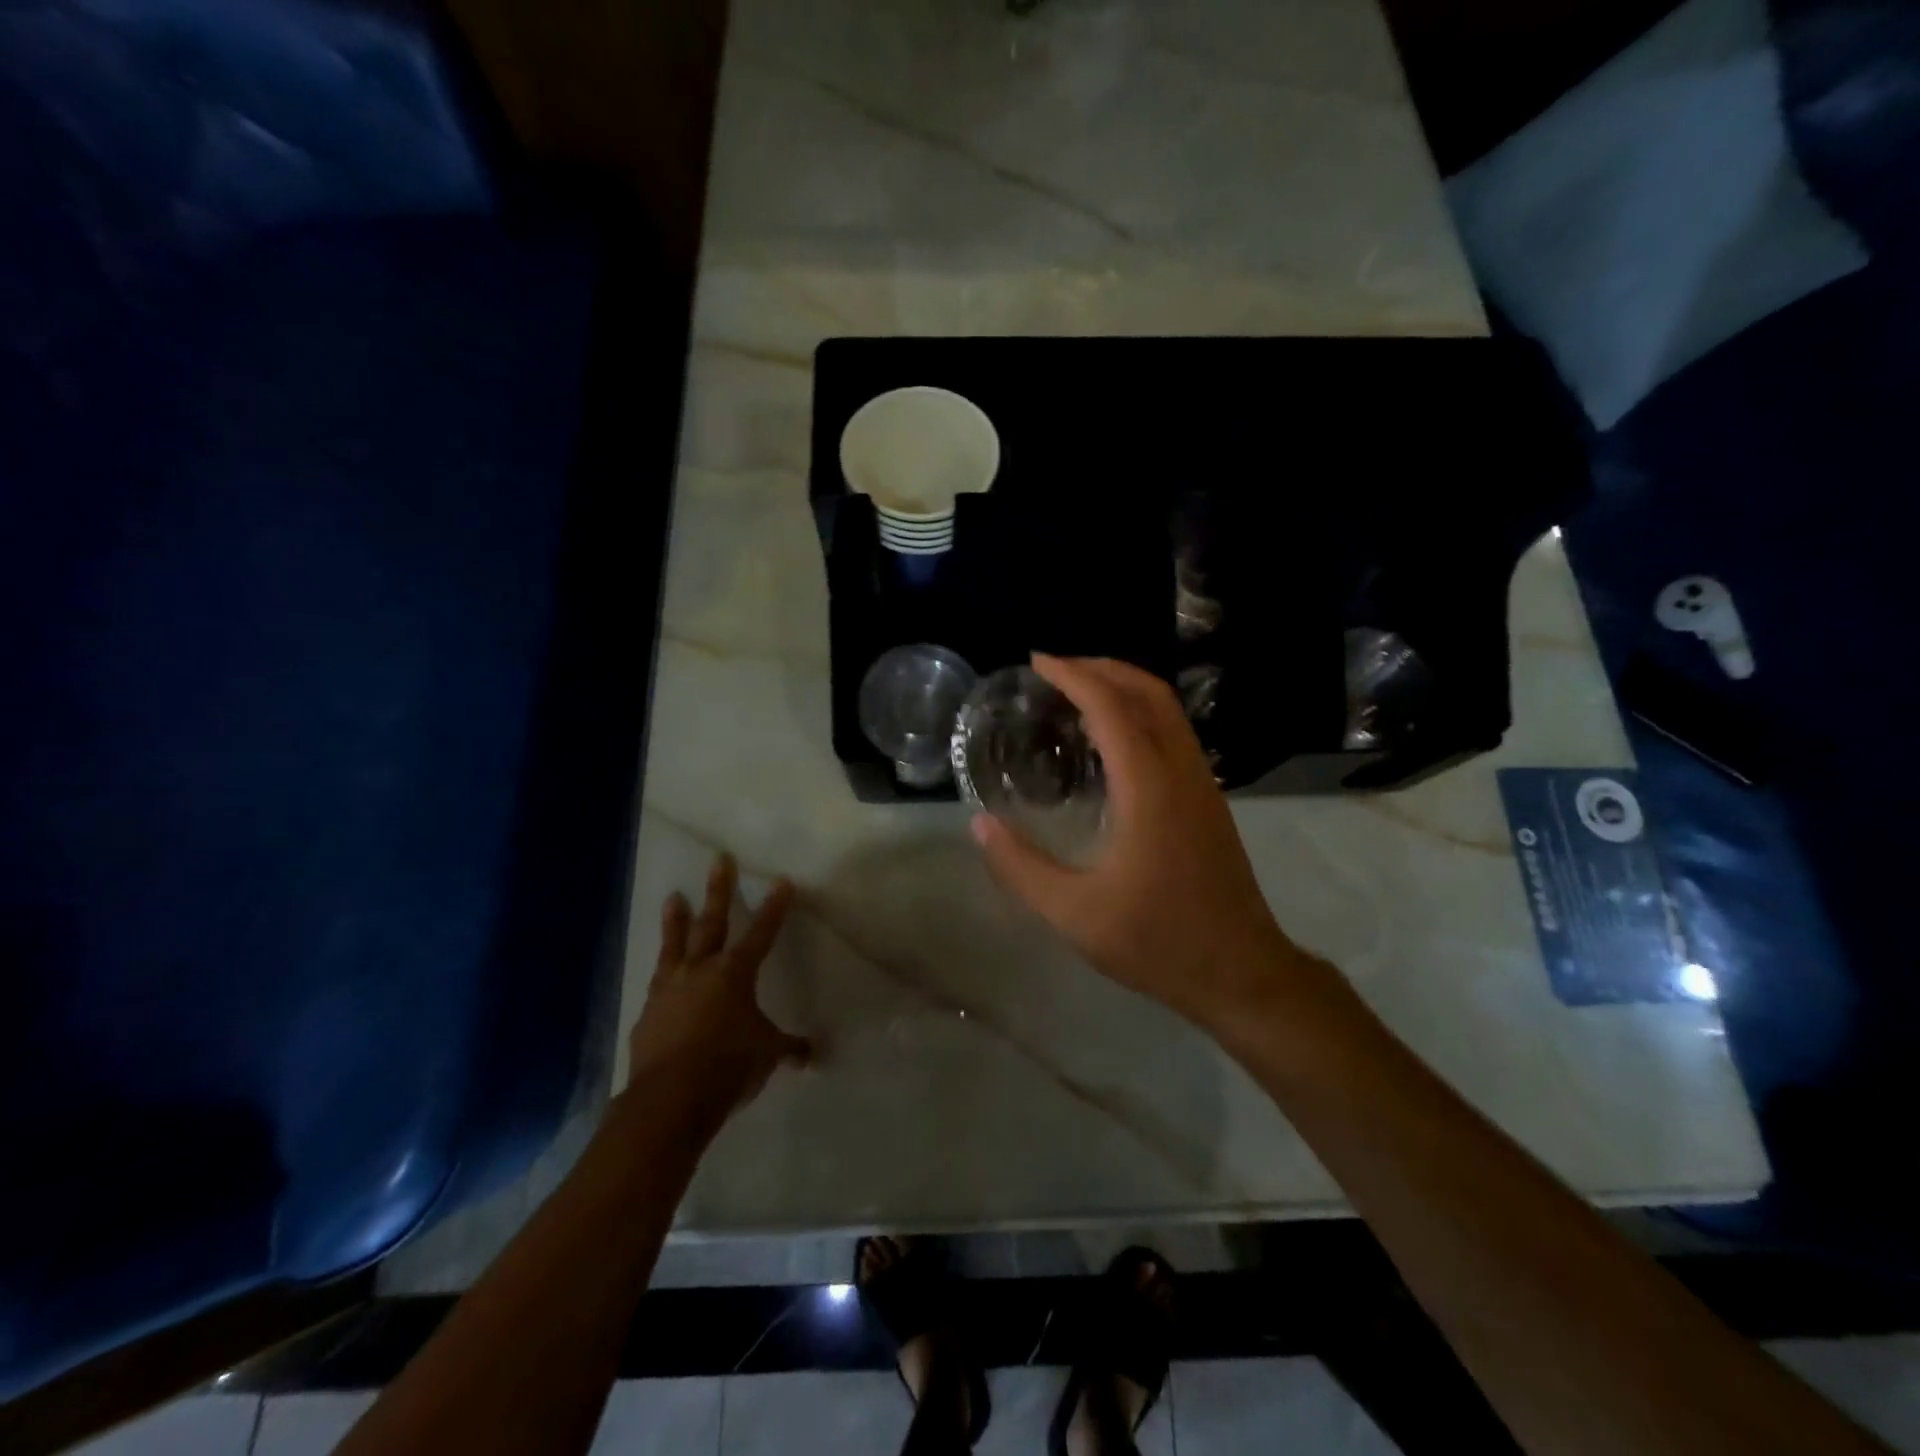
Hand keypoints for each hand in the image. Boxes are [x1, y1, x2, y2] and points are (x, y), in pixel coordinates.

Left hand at [626, 854, 810, 1134]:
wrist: (669, 1099)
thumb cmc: (728, 1067)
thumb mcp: (767, 1055)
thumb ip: (788, 1048)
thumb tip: (813, 1054)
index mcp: (735, 974)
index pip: (762, 932)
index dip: (774, 906)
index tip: (782, 881)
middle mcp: (701, 971)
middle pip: (712, 922)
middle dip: (719, 890)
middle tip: (719, 860)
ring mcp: (669, 989)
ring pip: (675, 945)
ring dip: (676, 920)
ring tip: (674, 897)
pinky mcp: (648, 1013)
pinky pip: (658, 984)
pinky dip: (663, 975)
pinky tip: (661, 977)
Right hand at [971, 655, 1323, 1032]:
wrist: (1241, 973)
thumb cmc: (1158, 942)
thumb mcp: (1075, 914)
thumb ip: (1022, 868)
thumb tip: (980, 825)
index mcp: (1149, 788)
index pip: (1111, 708)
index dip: (1074, 675)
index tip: (1037, 662)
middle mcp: (1181, 772)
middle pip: (1149, 693)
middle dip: (1102, 668)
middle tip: (1055, 670)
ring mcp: (1202, 784)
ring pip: (1168, 710)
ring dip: (1125, 687)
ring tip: (1078, 694)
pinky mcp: (1209, 801)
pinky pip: (1175, 733)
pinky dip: (1141, 714)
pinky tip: (1112, 741)